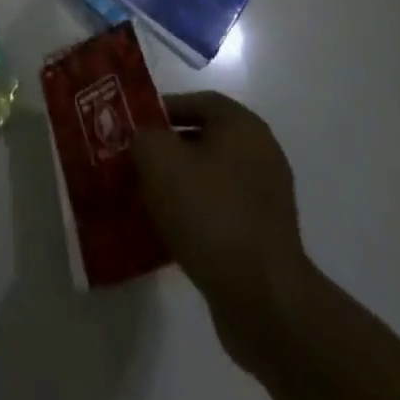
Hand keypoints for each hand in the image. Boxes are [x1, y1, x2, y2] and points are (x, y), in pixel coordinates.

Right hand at [132, 93, 312, 365]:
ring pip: (209, 178)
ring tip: (144, 199)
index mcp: (242, 126)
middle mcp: (261, 154)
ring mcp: (266, 198)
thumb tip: (142, 140)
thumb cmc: (209, 212)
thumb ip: (142, 135)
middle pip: (203, 140)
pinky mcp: (264, 237)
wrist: (261, 298)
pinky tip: (168, 232)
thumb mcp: (158, 158)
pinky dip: (195, 216)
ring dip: (178, 185)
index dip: (161, 110)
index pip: (196, 101)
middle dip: (166, 150)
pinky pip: (220, 212)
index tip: (133, 128)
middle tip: (133, 162)